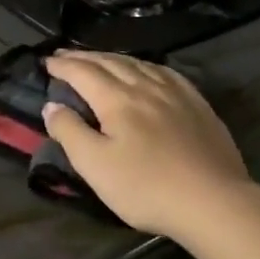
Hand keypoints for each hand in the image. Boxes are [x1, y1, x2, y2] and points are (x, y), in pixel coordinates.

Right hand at [42, 52, 257, 247]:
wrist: (214, 202)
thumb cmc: (146, 187)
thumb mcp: (95, 165)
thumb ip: (70, 132)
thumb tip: (52, 105)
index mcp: (117, 99)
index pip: (83, 73)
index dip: (62, 66)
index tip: (46, 62)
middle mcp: (146, 87)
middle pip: (110, 63)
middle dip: (84, 57)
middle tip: (64, 56)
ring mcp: (177, 94)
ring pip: (139, 64)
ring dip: (113, 58)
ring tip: (99, 59)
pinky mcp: (198, 106)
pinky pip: (166, 73)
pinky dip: (146, 66)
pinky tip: (147, 71)